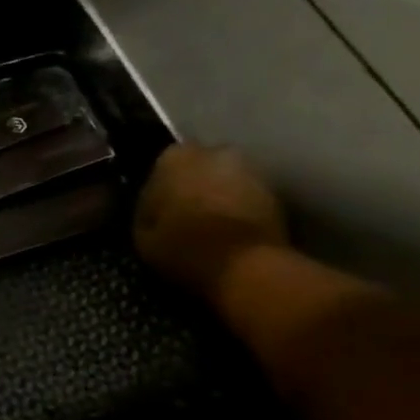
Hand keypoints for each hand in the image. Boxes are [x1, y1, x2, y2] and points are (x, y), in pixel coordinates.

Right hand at [133, 143, 287, 298]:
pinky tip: (229, 234)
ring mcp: (250, 171)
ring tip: (209, 227)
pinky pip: (248, 199)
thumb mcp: (142, 233)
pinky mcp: (277, 194)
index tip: (157, 210)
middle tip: (184, 216)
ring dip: (219, 197)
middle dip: (193, 186)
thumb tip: (154, 207)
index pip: (160, 167)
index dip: (159, 190)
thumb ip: (147, 210)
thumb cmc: (182, 245)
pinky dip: (240, 211)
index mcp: (174, 158)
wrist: (245, 266)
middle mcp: (215, 153)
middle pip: (199, 168)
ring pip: (225, 182)